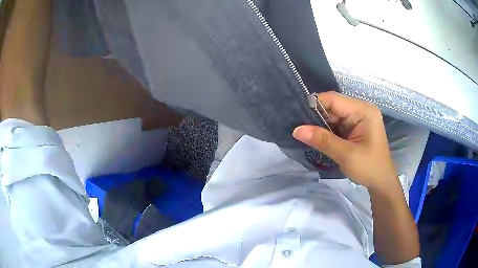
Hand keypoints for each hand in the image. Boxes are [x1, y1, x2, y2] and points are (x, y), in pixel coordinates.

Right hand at [293, 91, 396, 188]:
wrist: (381, 182)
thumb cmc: (369, 167)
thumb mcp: (346, 155)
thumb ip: (322, 140)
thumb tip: (296, 130)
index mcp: (363, 110)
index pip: (334, 99)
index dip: (315, 105)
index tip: (297, 116)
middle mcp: (360, 110)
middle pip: (332, 106)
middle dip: (316, 117)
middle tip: (298, 128)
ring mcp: (357, 119)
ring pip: (332, 116)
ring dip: (319, 125)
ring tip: (303, 133)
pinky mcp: (353, 128)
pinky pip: (335, 125)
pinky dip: (325, 131)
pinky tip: (315, 137)